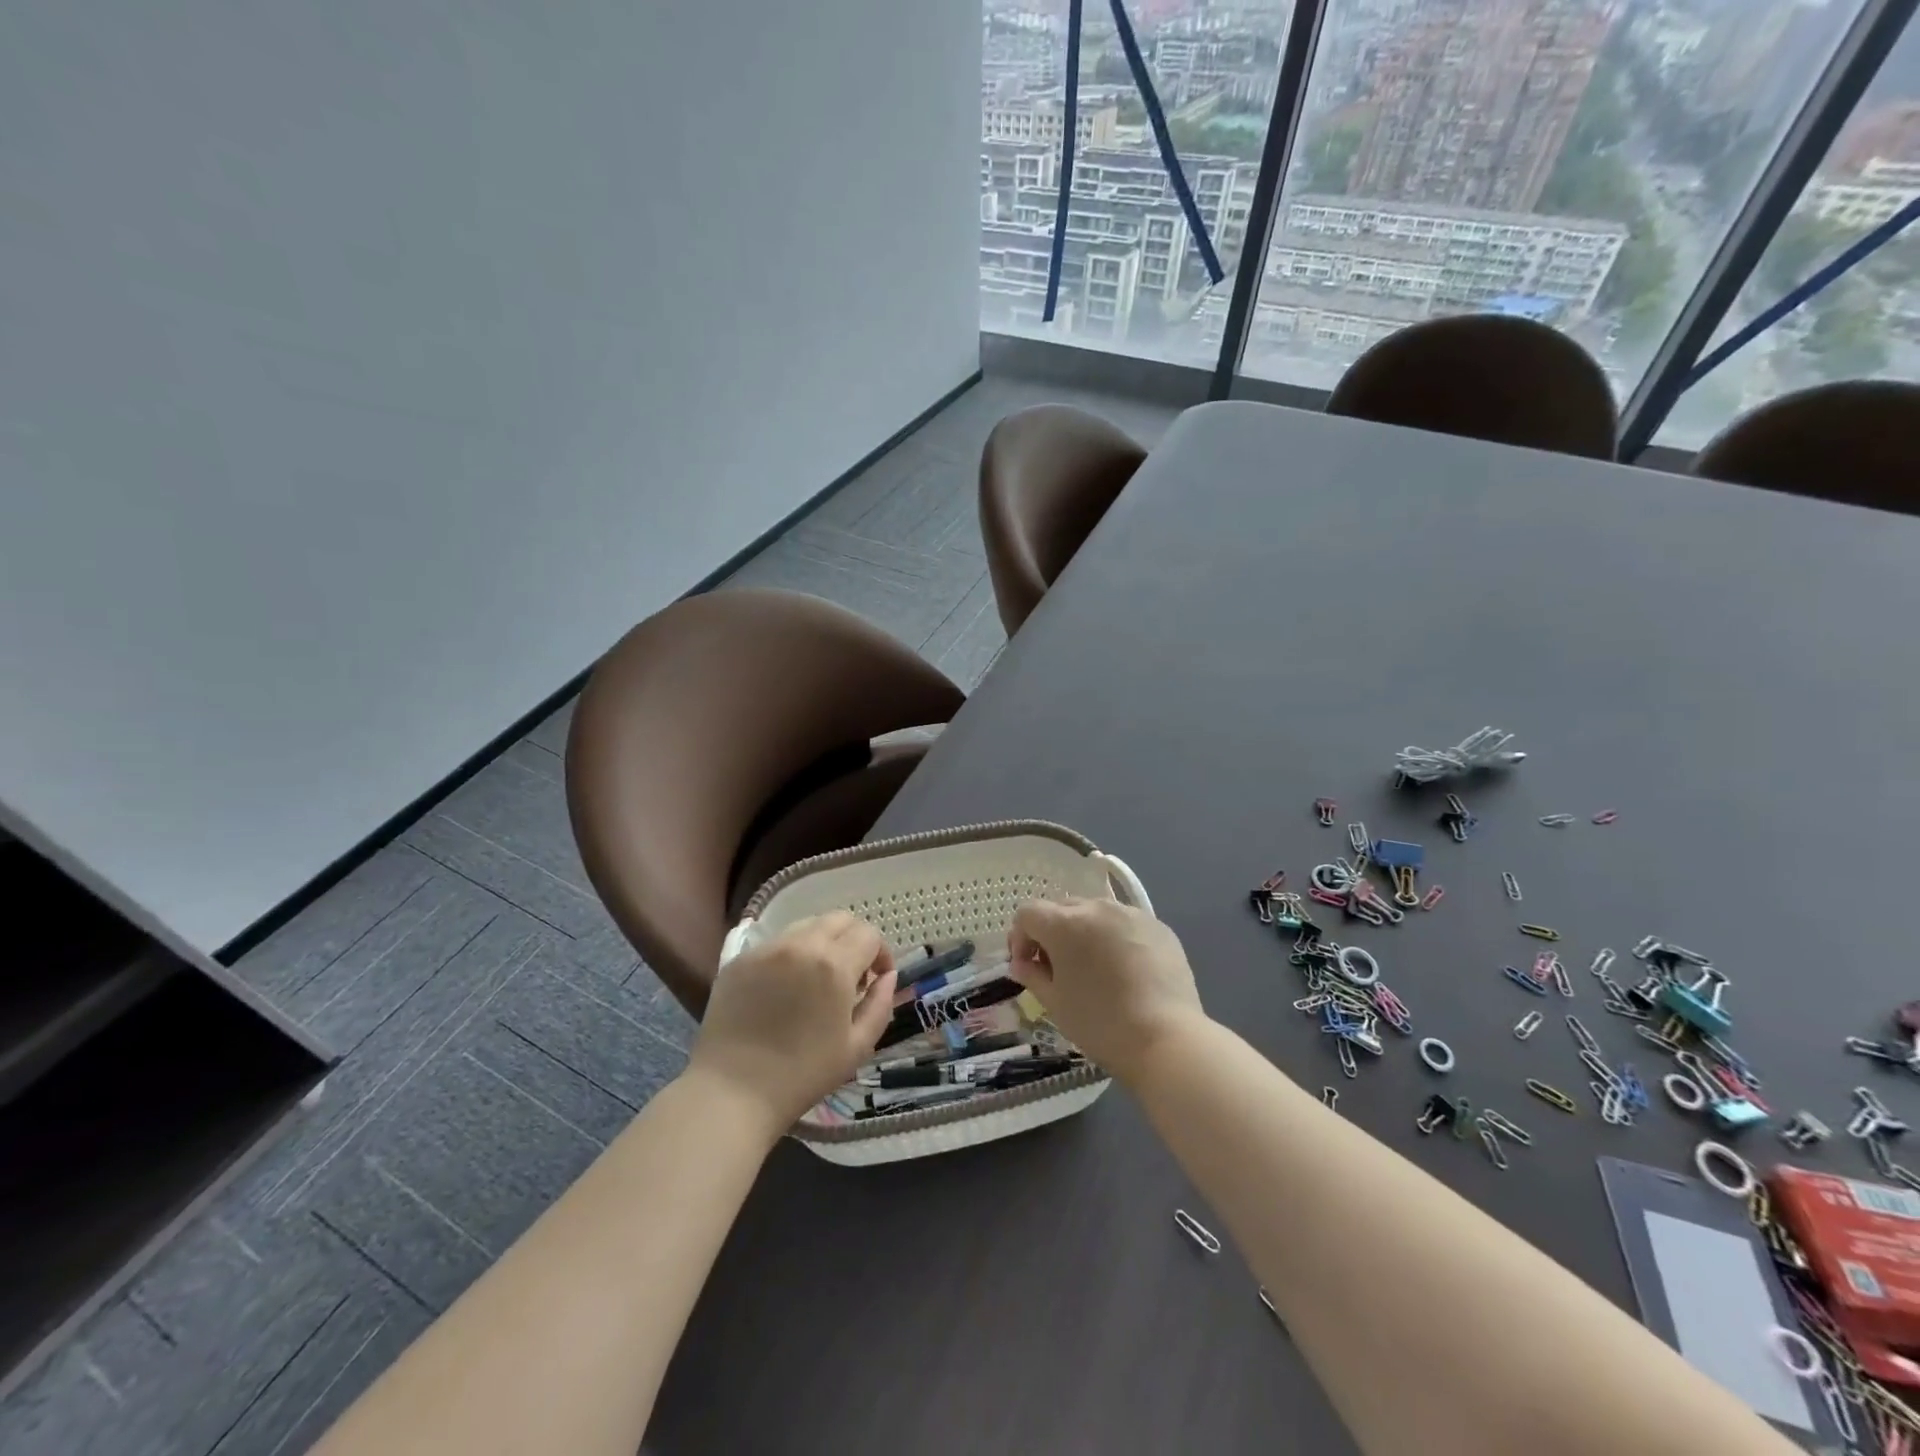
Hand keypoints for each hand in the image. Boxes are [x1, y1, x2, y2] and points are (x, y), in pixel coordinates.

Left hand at [689, 912, 896, 1134]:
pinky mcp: (739, 959)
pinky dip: (791, 956)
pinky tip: (784, 989)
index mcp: (834, 965)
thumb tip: (888, 976)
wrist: (732, 1092)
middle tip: (851, 975)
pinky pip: (776, 944)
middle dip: (854, 939)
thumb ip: (880, 1004)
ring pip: (806, 926)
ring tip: (816, 979)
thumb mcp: (857, 1047)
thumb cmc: (802, 1075)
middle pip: (839, 919)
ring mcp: (766, 949)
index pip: (869, 934)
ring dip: (822, 943)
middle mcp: (801, 945)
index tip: (876, 979)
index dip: (881, 954)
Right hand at [1008, 897, 1205, 1081]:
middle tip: (1057, 968)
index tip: (1027, 967)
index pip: (1028, 913)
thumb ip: (1032, 975)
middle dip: (1052, 933)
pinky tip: (1125, 970)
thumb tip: (1021, 964)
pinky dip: (1115, 938)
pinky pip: (1125, 924)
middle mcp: (1097, 908)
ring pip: (1095, 913)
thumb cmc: (1100, 1023)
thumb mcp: (1055, 1003)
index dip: (1020, 938)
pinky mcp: (1158, 926)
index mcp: (1064, 924)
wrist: (1167, 1039)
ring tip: (1094, 968)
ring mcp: (1131, 914)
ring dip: (1084, 933)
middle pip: (1062, 908)